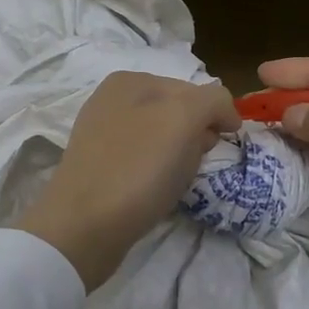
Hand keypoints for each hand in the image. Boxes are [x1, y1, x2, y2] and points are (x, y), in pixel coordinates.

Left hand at [19, 72, 239, 290]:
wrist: (84, 226)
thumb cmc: (138, 169)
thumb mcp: (184, 119)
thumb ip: (211, 101)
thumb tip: (221, 116)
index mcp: (131, 81)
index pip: (194, 89)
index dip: (216, 115)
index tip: (224, 144)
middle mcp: (112, 101)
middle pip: (177, 113)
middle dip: (195, 136)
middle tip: (197, 163)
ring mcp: (103, 135)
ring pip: (162, 140)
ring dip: (177, 157)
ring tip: (173, 181)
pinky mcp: (100, 168)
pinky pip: (143, 163)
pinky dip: (156, 175)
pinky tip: (154, 192)